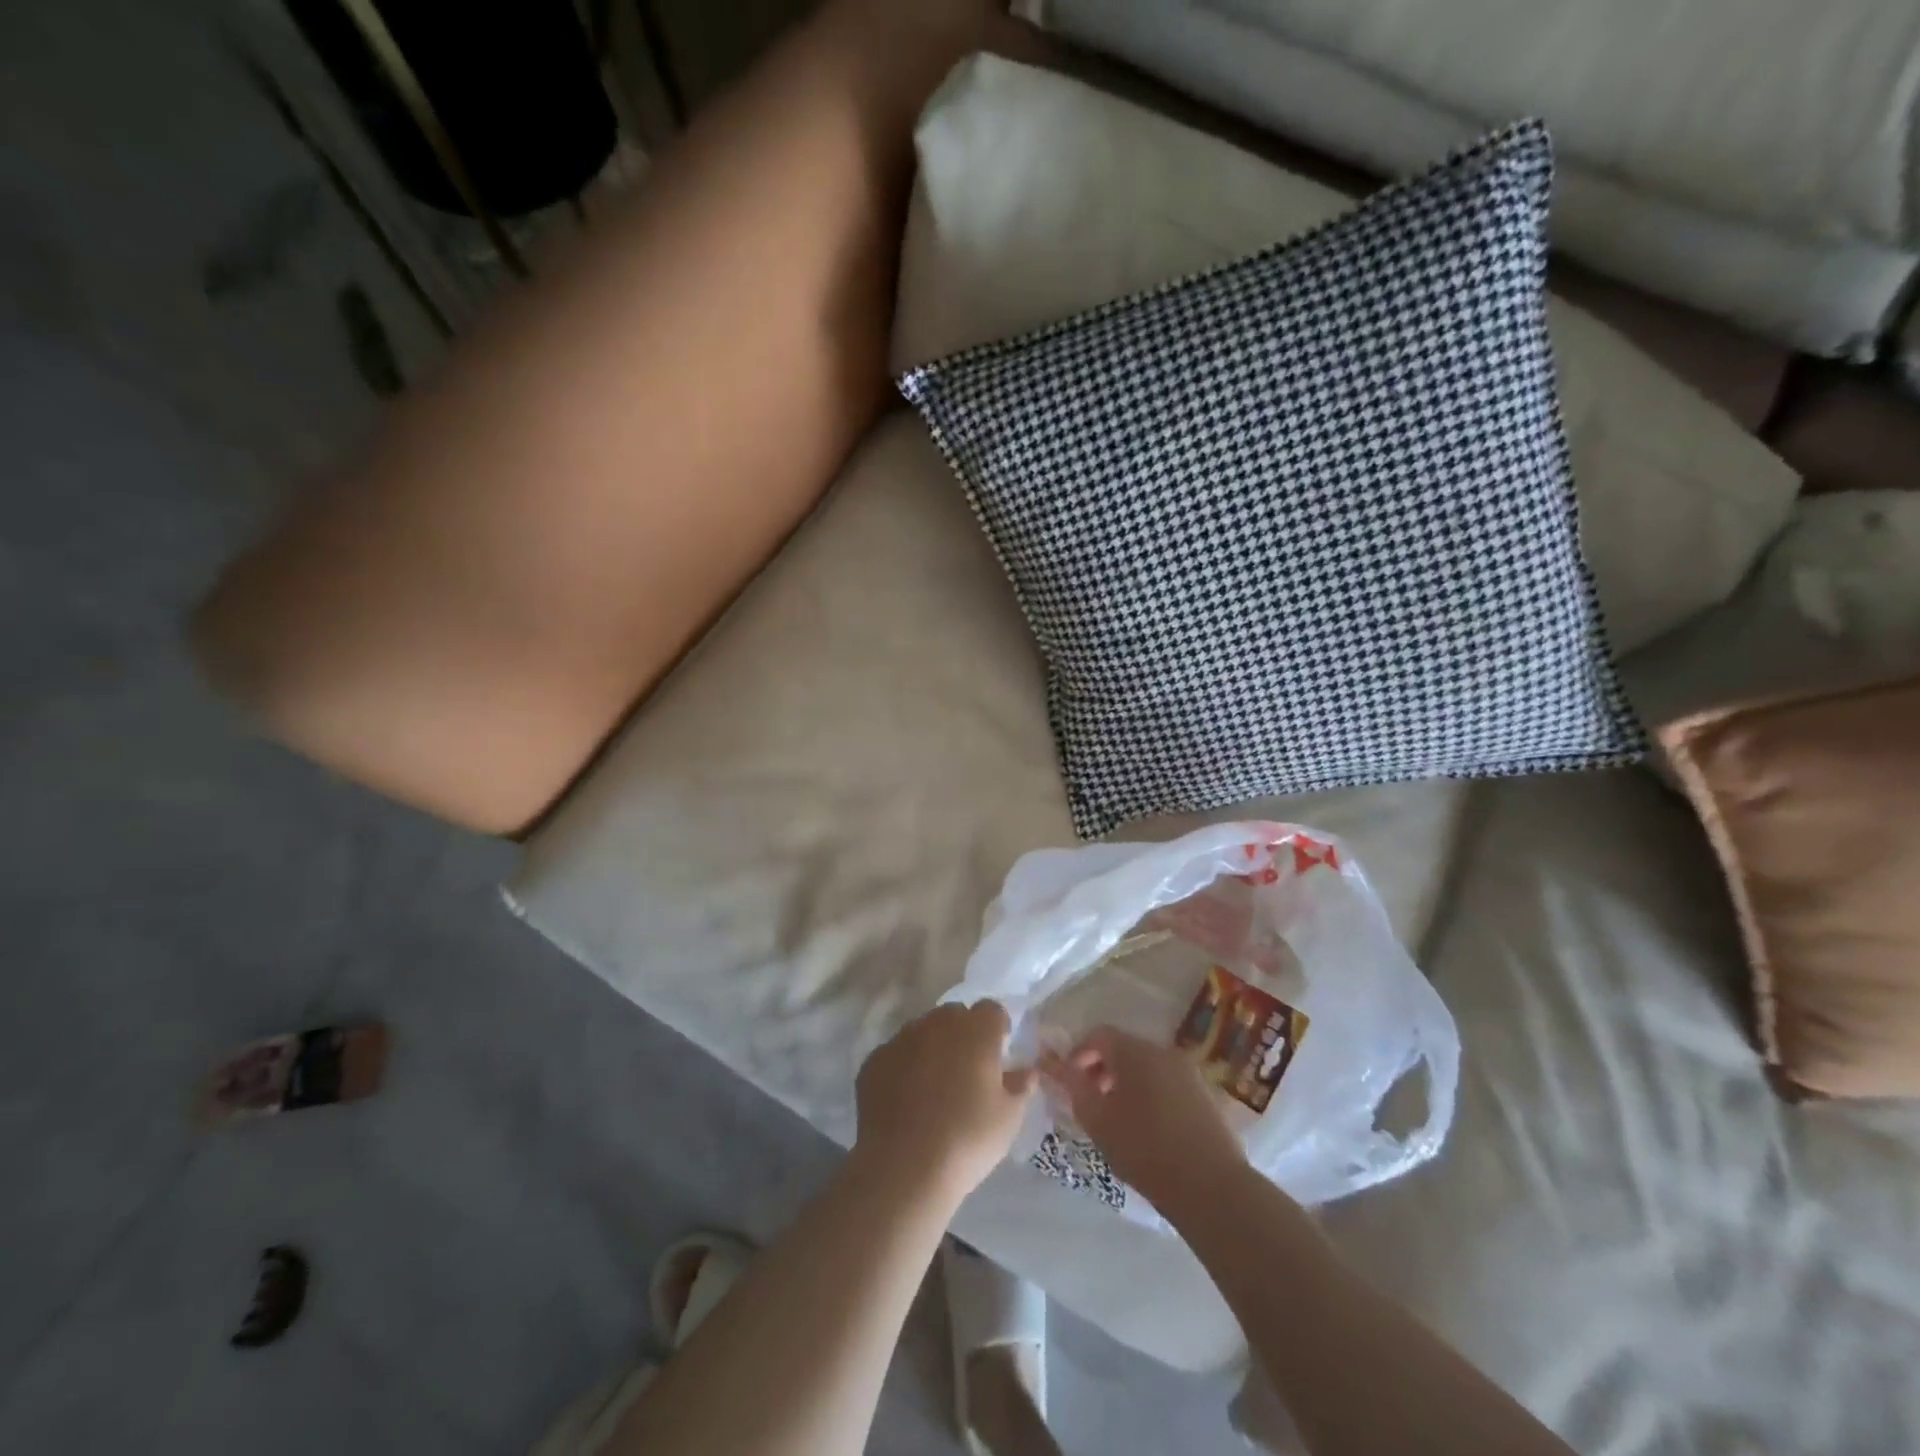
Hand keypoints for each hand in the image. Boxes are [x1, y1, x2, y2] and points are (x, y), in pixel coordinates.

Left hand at [854, 1001, 1034, 1201]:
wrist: (904, 1167)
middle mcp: (937, 1024)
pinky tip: (906, 1100)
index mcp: (976, 1031)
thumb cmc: (967, 1139)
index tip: (999, 1053)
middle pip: (955, 1015)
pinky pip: (896, 1054)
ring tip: (934, 1086)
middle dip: (963, 1033)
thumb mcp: (1008, 1119)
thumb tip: (1025, 1071)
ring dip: (932, 1047)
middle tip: (968, 1071)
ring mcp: (902, 1039)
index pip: (992, 1010)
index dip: (997, 1028)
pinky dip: (904, 1067)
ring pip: (922, 1031)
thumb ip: (1020, 1086)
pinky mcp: (874, 1060)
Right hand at [1039, 1027, 1247, 1215]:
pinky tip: (1147, 1128)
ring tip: (1116, 1118)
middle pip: (1123, 1048)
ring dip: (1125, 1083)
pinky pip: (1166, 1082)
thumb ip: (1073, 1086)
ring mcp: (1188, 1072)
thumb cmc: (1144, 1149)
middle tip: (1090, 1102)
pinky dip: (1150, 1094)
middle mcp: (1163, 1051)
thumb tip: (1054, 1063)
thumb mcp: (1097, 1120)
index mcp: (1135, 1051)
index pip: (1098, 1035)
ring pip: (1146, 1066)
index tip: (1068, 1083)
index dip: (1077, 1054)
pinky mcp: (1204, 1094)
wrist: (1211, 1188)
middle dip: (1101, 1069)